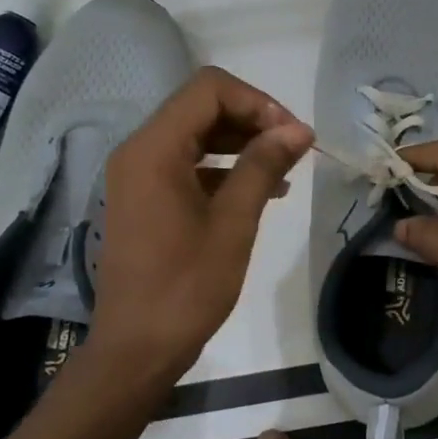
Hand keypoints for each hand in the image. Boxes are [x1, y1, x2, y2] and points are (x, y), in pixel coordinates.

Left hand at [87, 67, 312, 378]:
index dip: (258, 103)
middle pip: (202, 107)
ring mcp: (138, 175)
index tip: (293, 136)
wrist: (138, 348)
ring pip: (197, 135)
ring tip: (284, 172)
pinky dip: (224, 169)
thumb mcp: (233, 223)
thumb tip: (299, 129)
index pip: (209, 90)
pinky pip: (188, 165)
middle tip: (294, 151)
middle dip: (253, 120)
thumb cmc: (186, 287)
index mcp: (154, 149)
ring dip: (242, 144)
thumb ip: (263, 166)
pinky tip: (260, 192)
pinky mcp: (145, 199)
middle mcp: (139, 151)